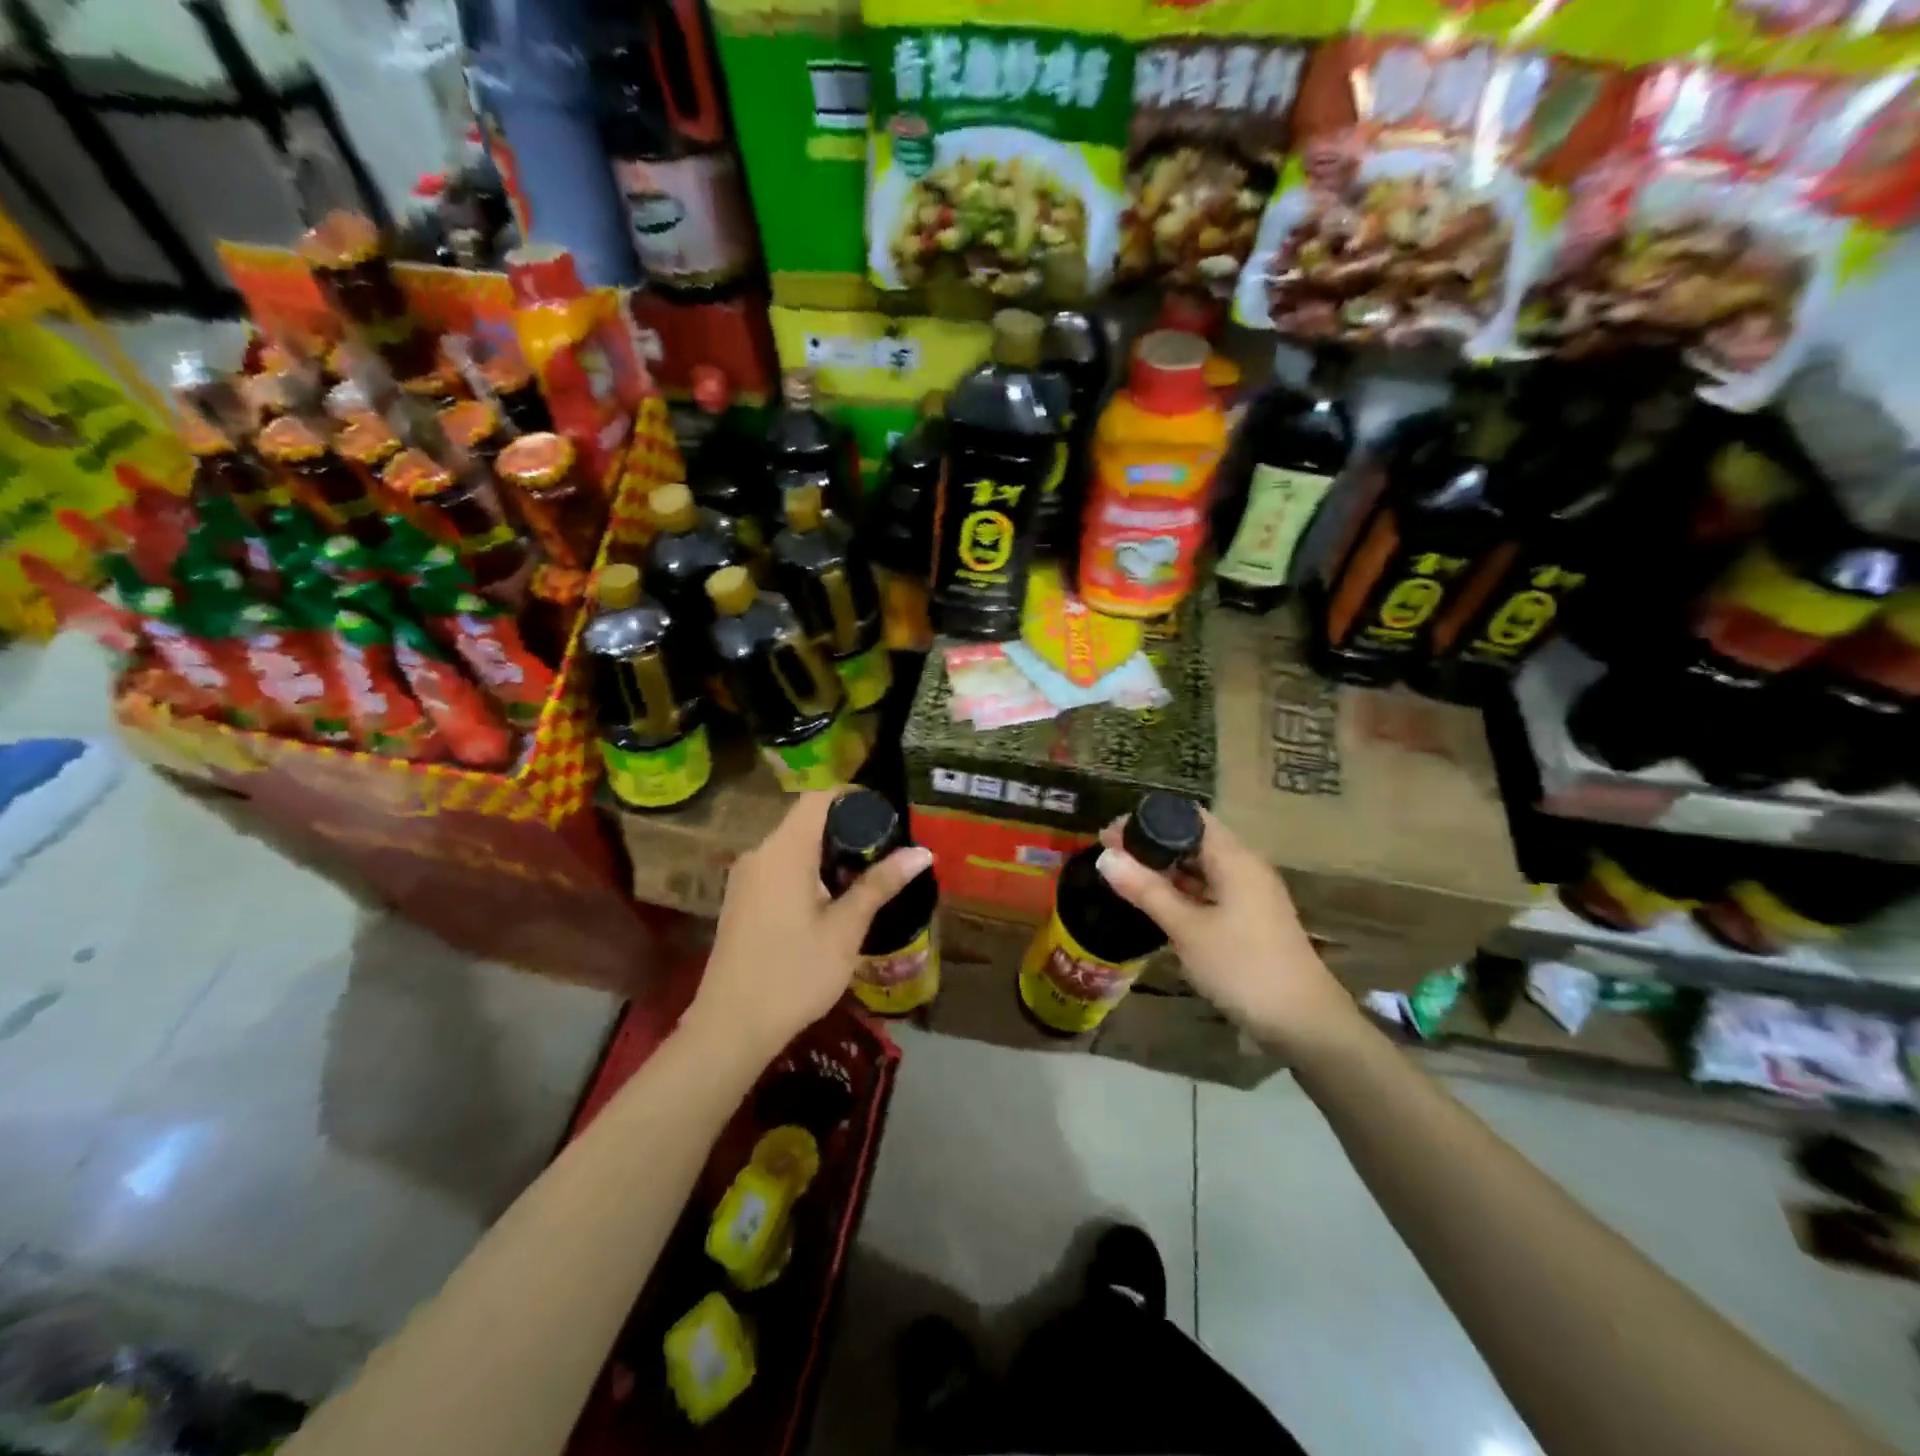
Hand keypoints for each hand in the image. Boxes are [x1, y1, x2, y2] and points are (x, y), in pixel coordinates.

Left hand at [687, 790, 932, 1060]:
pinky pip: (780, 866)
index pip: (818, 797)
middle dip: (847, 828)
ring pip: (793, 845)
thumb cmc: (794, 974)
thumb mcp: (845, 930)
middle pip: (806, 819)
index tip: (887, 817)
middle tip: (886, 850)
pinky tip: (832, 900)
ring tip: (866, 876)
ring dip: (828, 852)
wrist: (731, 1027)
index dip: (854, 797)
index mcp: (784, 851)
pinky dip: (808, 870)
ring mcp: (746, 877)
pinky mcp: (741, 899)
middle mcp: (759, 853)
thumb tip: (921, 852)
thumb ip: (880, 885)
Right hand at [1096, 808, 1359, 1055]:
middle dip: (1151, 844)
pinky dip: (1181, 891)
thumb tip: (1104, 857)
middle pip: (1193, 840)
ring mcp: (1249, 894)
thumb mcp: (1188, 929)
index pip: (1188, 817)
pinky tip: (1156, 903)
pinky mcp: (1249, 919)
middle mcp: (1244, 867)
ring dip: (1165, 869)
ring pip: (1201, 867)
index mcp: (1234, 858)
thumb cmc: (1244, 967)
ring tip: (1124, 877)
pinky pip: (1209, 891)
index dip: (1148, 818)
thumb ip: (1147, 890)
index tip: (1110, 833)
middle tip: (1109, 857)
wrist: (1305, 1024)